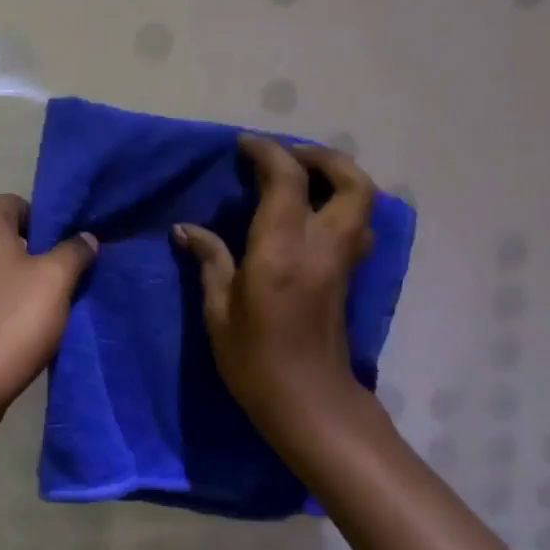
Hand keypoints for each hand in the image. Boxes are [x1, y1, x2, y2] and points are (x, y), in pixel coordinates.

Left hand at [0, 194, 98, 432]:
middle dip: (24, 253)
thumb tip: (85, 237)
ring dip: (1, 281)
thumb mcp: (56, 283)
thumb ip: (74, 252)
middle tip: (51, 283)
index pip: (14, 203)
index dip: (42, 223)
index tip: (61, 253)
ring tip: (27, 311)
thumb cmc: (10, 324)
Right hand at [174, 137, 377, 441]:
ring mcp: (342, 262)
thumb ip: (210, 262)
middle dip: (321, 157)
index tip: (243, 145)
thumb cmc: (254, 362)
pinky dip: (341, 205)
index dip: (267, 153)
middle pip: (350, 181)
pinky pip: (357, 225)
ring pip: (363, 201)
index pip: (287, 181)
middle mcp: (322, 247)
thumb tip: (186, 230)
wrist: (309, 404)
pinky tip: (311, 216)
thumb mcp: (218, 312)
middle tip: (286, 156)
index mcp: (282, 251)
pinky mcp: (348, 277)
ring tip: (301, 179)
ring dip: (338, 177)